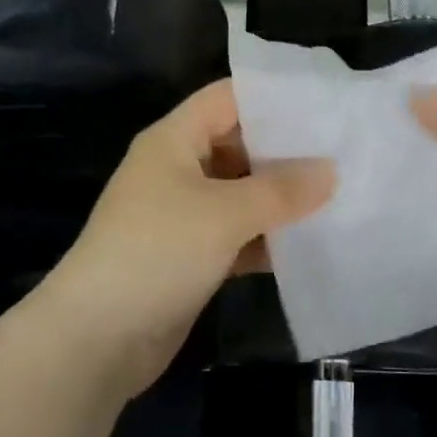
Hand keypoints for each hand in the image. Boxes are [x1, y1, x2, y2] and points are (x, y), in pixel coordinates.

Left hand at [44, 81, 334, 400]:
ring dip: (279, 198)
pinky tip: (309, 243)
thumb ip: (281, 190)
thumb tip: (330, 171)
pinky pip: (237, 233)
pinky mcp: (190, 255)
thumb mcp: (225, 213)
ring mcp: (183, 214)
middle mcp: (177, 168)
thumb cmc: (157, 252)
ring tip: (337, 194)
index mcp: (174, 139)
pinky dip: (266, 237)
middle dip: (285, 150)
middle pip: (238, 144)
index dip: (272, 97)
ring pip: (240, 192)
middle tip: (341, 152)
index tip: (323, 104)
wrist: (95, 339)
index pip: (228, 98)